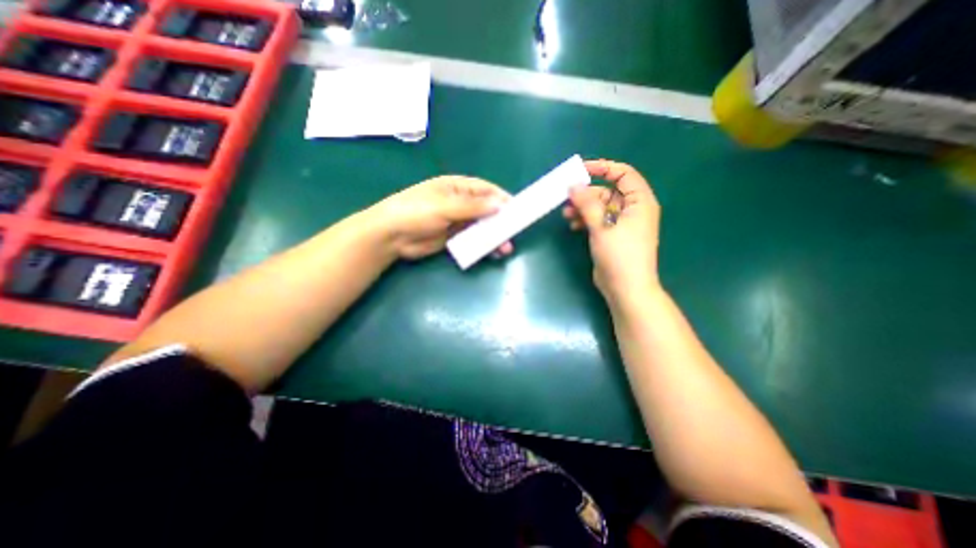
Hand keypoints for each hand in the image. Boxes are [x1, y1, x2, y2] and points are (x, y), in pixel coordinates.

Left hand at [370, 175, 512, 258]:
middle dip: (500, 221)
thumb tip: (500, 205)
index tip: (517, 209)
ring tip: (505, 248)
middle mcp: (459, 202)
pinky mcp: (452, 237)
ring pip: (480, 226)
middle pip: (486, 210)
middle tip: (513, 233)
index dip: (501, 198)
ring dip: (493, 236)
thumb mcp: (445, 206)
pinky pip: (472, 239)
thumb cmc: (416, 212)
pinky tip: (491, 252)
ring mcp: (456, 221)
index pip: (485, 190)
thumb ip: (473, 207)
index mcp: (456, 187)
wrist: (391, 235)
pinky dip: (482, 245)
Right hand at [560, 159, 657, 302]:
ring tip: (567, 214)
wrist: (626, 288)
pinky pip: (598, 220)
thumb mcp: (602, 227)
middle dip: (587, 194)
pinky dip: (586, 220)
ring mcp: (622, 224)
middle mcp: (632, 209)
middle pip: (608, 191)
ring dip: (583, 208)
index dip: (603, 168)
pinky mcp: (612, 235)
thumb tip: (574, 185)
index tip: (581, 170)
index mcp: (639, 202)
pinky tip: (574, 225)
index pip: (623, 174)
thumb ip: (587, 204)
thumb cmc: (619, 255)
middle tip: (567, 197)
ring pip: (600, 207)